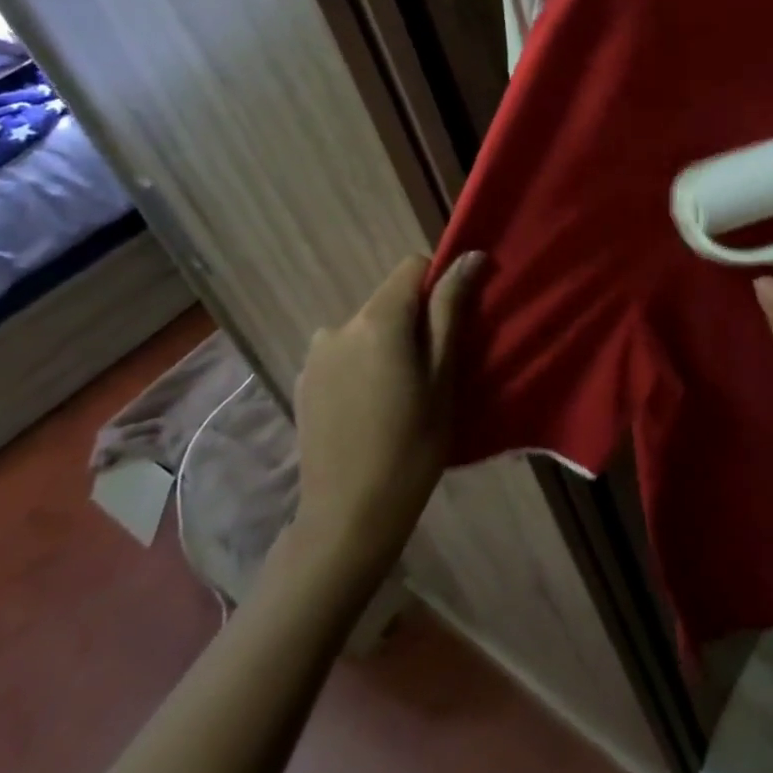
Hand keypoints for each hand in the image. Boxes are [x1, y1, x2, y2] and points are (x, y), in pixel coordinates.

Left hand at [290, 251, 482, 566]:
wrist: (348, 516)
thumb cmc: (412, 445)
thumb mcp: (442, 375)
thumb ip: (450, 309)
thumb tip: (469, 256)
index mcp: (376, 320)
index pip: (412, 267)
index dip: (439, 284)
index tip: (454, 322)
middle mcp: (338, 325)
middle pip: (388, 299)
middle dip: (414, 320)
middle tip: (432, 370)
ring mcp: (315, 355)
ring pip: (366, 327)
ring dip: (386, 343)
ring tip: (399, 393)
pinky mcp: (302, 381)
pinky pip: (344, 353)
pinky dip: (362, 364)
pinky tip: (370, 408)